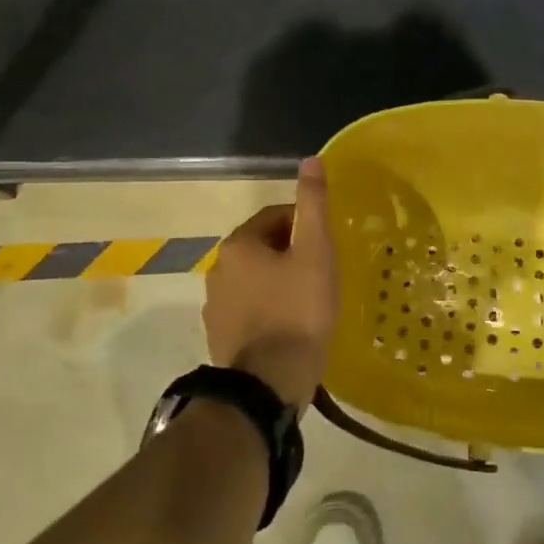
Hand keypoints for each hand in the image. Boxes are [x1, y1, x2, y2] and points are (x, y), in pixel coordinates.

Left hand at [202, 157, 338, 408]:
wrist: (269, 383)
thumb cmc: (298, 310)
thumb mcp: (314, 252)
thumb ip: (312, 205)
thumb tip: (310, 160)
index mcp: (238, 245)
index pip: (276, 217)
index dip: (306, 226)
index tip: (328, 246)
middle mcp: (218, 269)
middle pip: (265, 248)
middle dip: (293, 255)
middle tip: (324, 274)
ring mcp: (215, 305)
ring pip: (257, 280)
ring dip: (280, 283)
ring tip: (311, 302)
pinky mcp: (220, 335)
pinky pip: (250, 309)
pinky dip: (270, 309)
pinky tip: (292, 326)